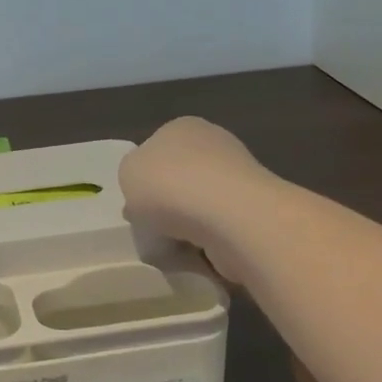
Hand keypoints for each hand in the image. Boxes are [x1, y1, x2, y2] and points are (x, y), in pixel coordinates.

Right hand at [120, 117, 263, 283]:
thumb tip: (148, 192)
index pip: (156, 150)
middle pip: (179, 181)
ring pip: (199, 209)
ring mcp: (239, 179)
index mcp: (182, 128)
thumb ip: (133, 177)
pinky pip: (218, 231)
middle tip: (151, 229)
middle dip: (166, 207)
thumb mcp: (127, 172)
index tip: (135, 205)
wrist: (228, 217)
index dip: (143, 180)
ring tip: (173, 246)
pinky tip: (198, 254)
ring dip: (185, 229)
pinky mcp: (254, 213)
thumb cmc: (170, 185)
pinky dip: (206, 244)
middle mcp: (215, 145)